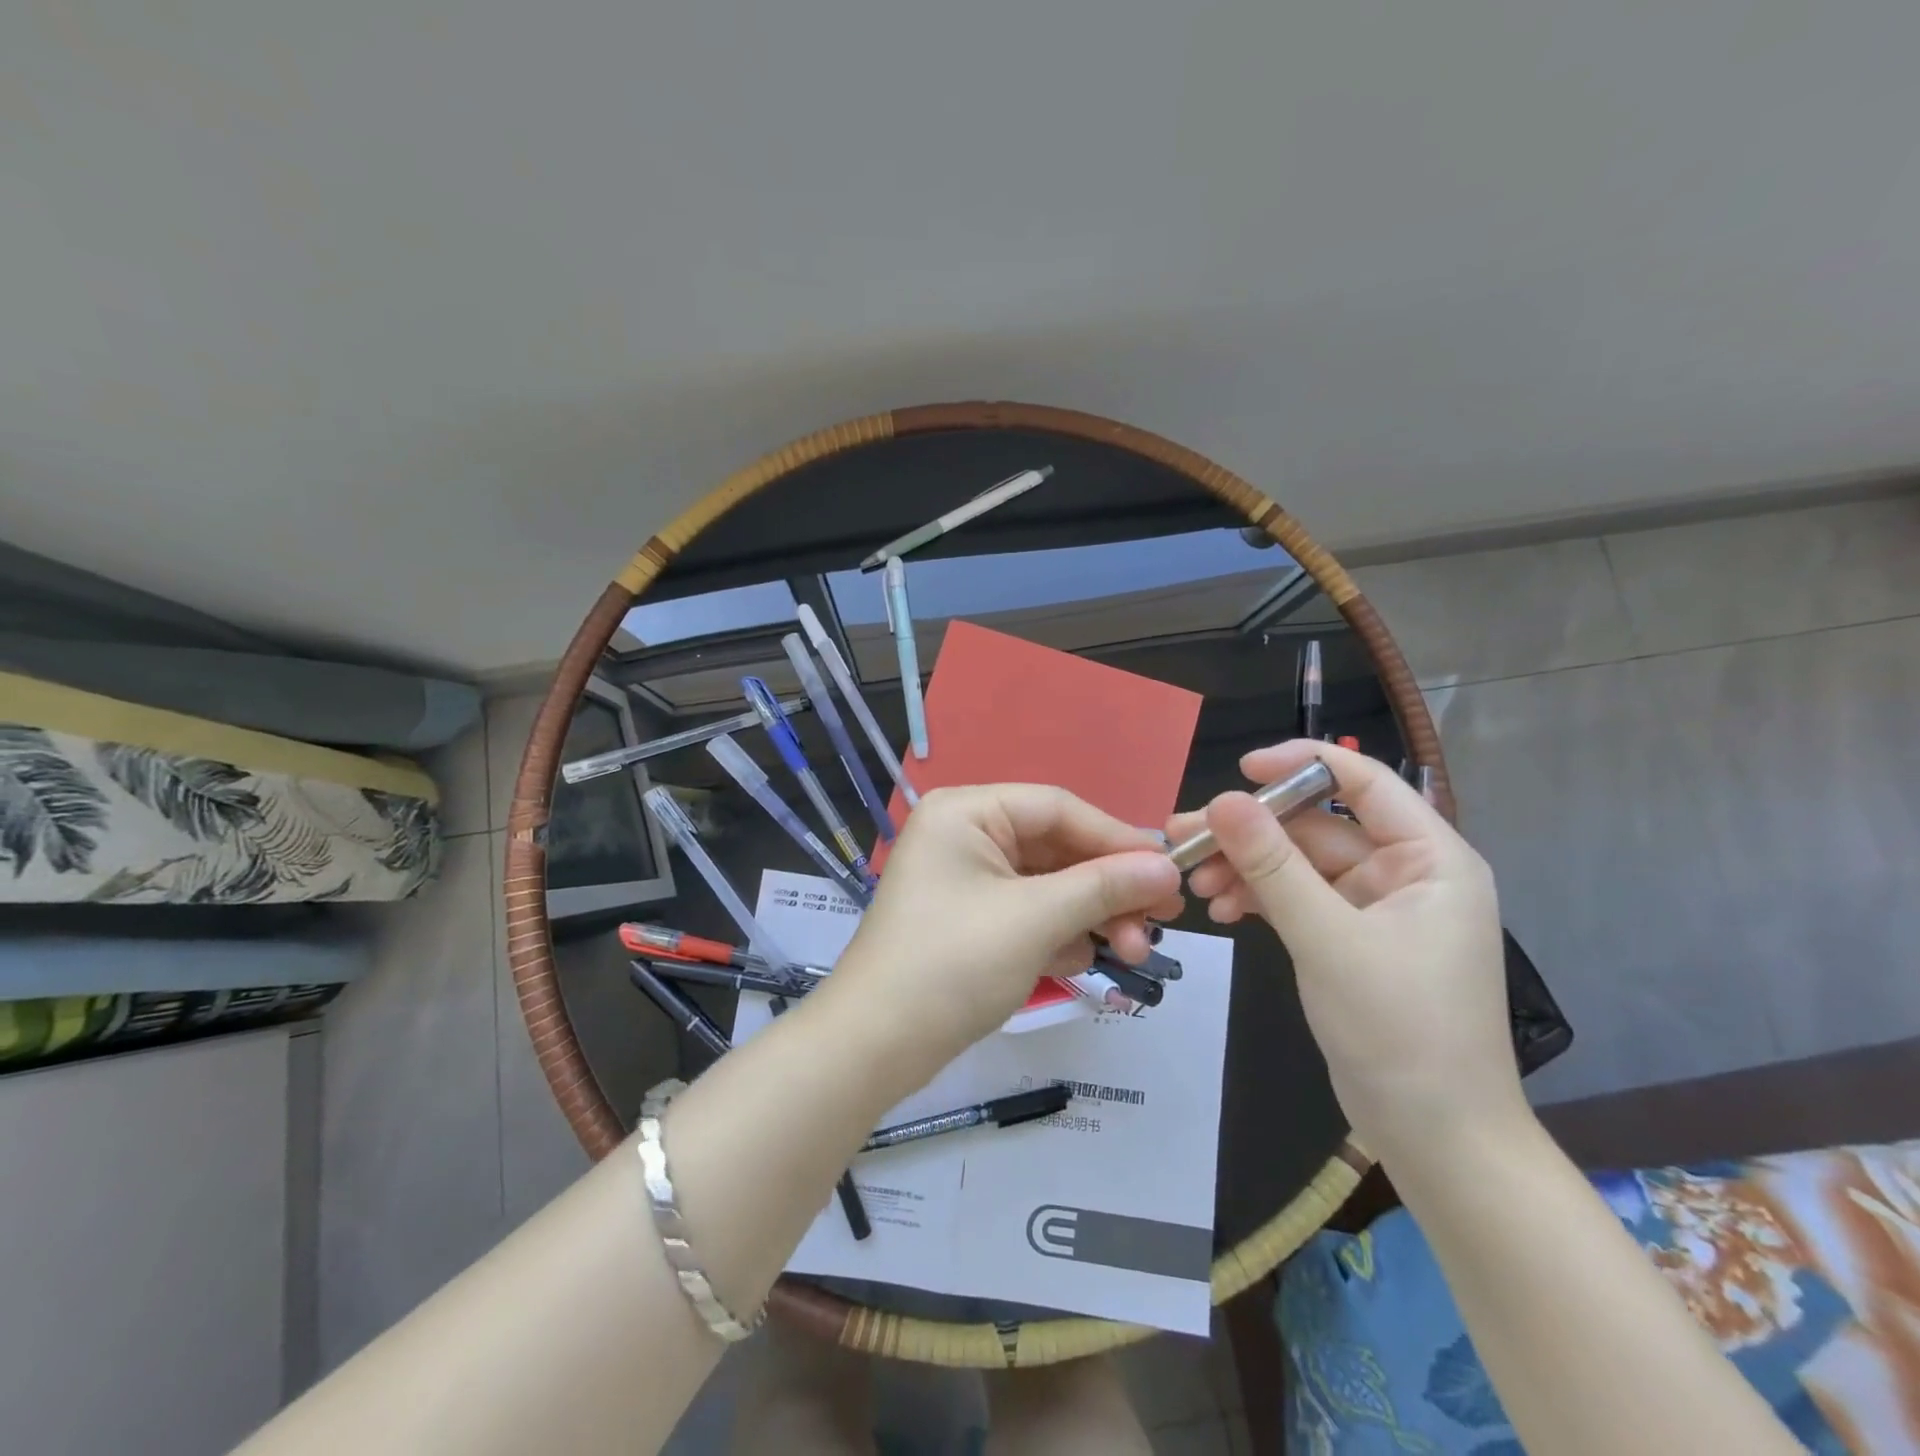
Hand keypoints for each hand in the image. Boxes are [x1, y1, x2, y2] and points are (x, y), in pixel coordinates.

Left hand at [827, 785, 1183, 1068]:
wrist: (874, 1047)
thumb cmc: (952, 964)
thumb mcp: (1036, 919)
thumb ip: (1104, 887)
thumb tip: (1168, 868)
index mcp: (967, 812)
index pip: (1058, 808)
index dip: (1117, 838)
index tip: (1170, 871)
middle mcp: (965, 835)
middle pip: (1056, 848)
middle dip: (1107, 889)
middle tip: (1160, 923)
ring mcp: (966, 880)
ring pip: (1048, 885)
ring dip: (1090, 917)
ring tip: (1131, 953)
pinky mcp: (970, 921)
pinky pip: (1029, 914)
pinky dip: (1058, 935)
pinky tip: (1078, 963)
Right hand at [1166, 741, 1524, 1164]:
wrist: (1436, 1139)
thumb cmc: (1400, 1031)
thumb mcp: (1328, 939)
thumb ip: (1273, 866)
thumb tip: (1223, 799)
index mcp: (1429, 858)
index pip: (1363, 782)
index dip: (1300, 764)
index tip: (1236, 770)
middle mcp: (1405, 873)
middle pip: (1316, 827)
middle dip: (1250, 833)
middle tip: (1183, 837)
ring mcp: (1376, 909)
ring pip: (1298, 865)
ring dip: (1246, 868)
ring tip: (1193, 882)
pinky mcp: (1350, 940)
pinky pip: (1297, 900)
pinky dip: (1259, 900)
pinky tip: (1221, 911)